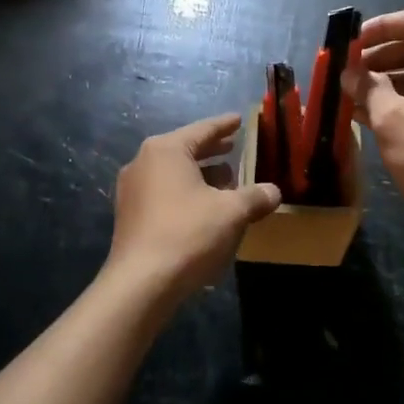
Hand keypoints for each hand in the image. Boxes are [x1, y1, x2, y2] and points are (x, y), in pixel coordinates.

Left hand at [108, 113, 281, 304]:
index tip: (239, 119)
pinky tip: (204, 208)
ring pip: (173, 173)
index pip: (202, 130)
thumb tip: (274, 191)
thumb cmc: (188, 234)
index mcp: (166, 151)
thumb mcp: (231, 213)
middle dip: (212, 151)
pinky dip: (185, 193)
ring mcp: (132, 190)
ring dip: (200, 175)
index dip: (224, 125)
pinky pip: (163, 193)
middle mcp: (143, 162)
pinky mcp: (129, 216)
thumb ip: (255, 197)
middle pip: (185, 150)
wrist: (140, 283)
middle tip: (234, 146)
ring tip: (225, 181)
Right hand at [344, 9, 403, 249]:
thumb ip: (368, 88)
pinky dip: (400, 102)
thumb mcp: (391, 119)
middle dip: (377, 58)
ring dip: (384, 83)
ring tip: (350, 99)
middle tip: (345, 75)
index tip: (350, 44)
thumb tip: (350, 72)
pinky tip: (369, 118)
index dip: (380, 26)